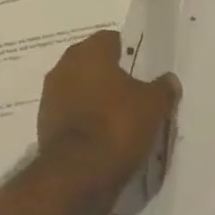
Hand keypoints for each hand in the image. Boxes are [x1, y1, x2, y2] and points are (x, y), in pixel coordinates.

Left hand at [36, 29, 180, 211]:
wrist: (77, 175)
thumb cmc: (116, 126)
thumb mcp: (153, 106)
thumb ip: (163, 88)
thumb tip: (169, 80)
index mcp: (89, 51)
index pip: (111, 40)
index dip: (128, 53)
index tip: (143, 70)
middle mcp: (64, 66)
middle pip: (93, 64)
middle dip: (111, 76)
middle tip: (134, 94)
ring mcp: (51, 95)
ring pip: (80, 89)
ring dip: (96, 99)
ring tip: (120, 119)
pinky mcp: (45, 123)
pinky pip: (71, 114)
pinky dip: (84, 121)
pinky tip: (102, 137)